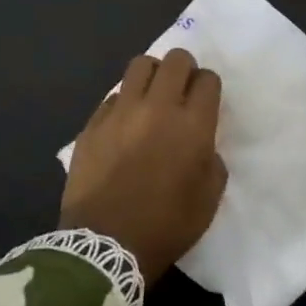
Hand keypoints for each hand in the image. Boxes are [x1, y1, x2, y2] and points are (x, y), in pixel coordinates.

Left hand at [61, 48, 226, 284]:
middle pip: (176, 60)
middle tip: (182, 89)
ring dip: (153, 74)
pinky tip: (124, 124)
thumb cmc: (166, 225)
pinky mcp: (93, 124)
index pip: (207, 79)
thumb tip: (201, 144)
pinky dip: (124, 102)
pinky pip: (113, 96)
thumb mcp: (208, 199)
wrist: (105, 245)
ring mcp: (121, 112)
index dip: (209, 86)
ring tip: (152, 95)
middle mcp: (158, 107)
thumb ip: (212, 161)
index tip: (205, 101)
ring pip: (140, 65)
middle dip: (184, 69)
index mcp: (192, 125)